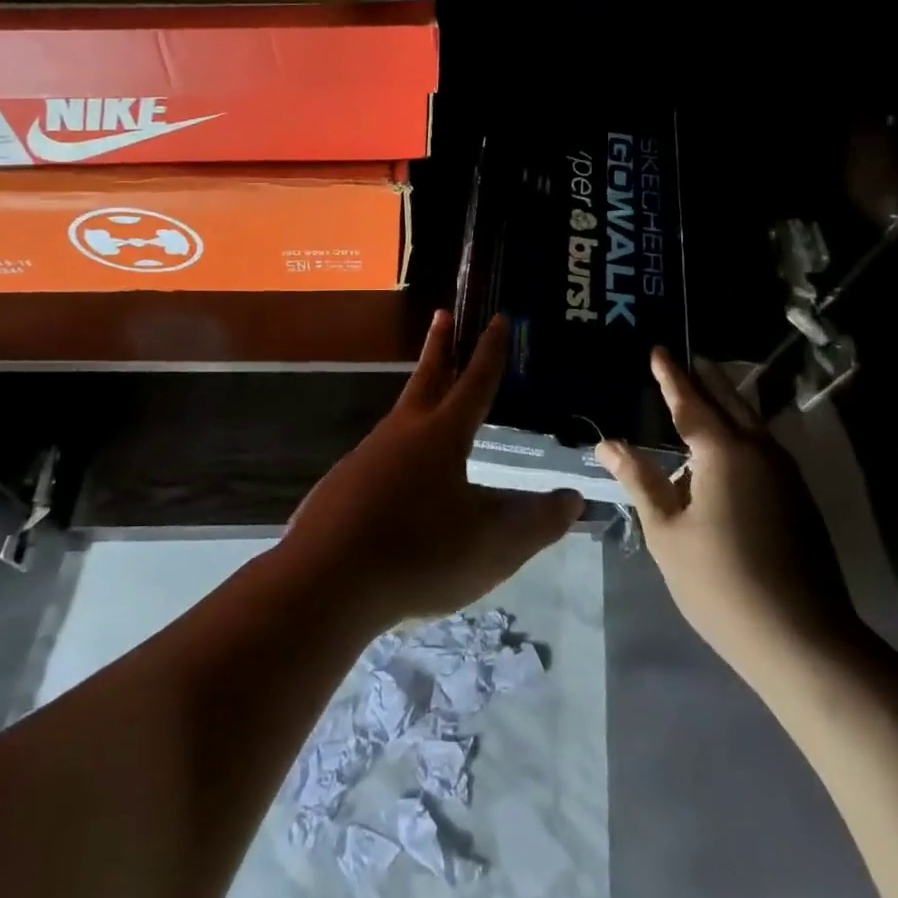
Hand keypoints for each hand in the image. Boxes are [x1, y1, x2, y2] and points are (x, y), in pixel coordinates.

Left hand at [283, 311, 584, 629]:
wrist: (324, 582)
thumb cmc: (419, 553)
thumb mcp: (492, 545)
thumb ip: (537, 523)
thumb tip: (573, 499)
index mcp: (442, 435)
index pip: (476, 382)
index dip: (491, 351)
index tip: (498, 318)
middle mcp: (402, 433)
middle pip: (427, 379)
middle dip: (441, 346)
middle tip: (444, 315)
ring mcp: (366, 457)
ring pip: (401, 418)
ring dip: (419, 397)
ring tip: (433, 402)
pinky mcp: (343, 485)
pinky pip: (380, 456)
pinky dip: (398, 449)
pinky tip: (401, 479)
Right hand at [597, 350, 855, 675]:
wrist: (803, 639)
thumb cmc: (721, 583)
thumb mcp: (667, 532)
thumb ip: (640, 480)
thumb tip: (607, 443)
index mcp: (724, 453)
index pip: (690, 402)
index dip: (671, 376)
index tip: (658, 349)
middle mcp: (759, 451)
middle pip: (729, 401)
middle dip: (706, 378)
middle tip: (686, 358)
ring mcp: (785, 474)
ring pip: (751, 421)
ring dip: (727, 401)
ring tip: (705, 391)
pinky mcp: (798, 497)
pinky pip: (763, 444)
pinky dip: (741, 428)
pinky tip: (728, 444)